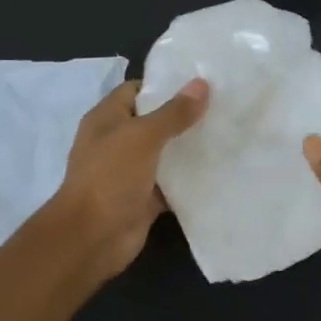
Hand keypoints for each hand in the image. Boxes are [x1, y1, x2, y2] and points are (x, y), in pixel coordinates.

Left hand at [49, 78, 207, 281]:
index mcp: (107, 119)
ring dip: (189, 149)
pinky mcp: (144, 199)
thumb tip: (201, 83)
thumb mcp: (142, 137)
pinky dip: (189, 181)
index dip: (165, 85)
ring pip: (164, 155)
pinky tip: (219, 172)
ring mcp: (130, 172)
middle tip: (223, 108)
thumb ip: (173, 113)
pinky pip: (170, 185)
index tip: (201, 84)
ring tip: (227, 135)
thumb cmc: (110, 177)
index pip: (136, 91)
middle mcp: (117, 142)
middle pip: (154, 123)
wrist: (93, 236)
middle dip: (184, 117)